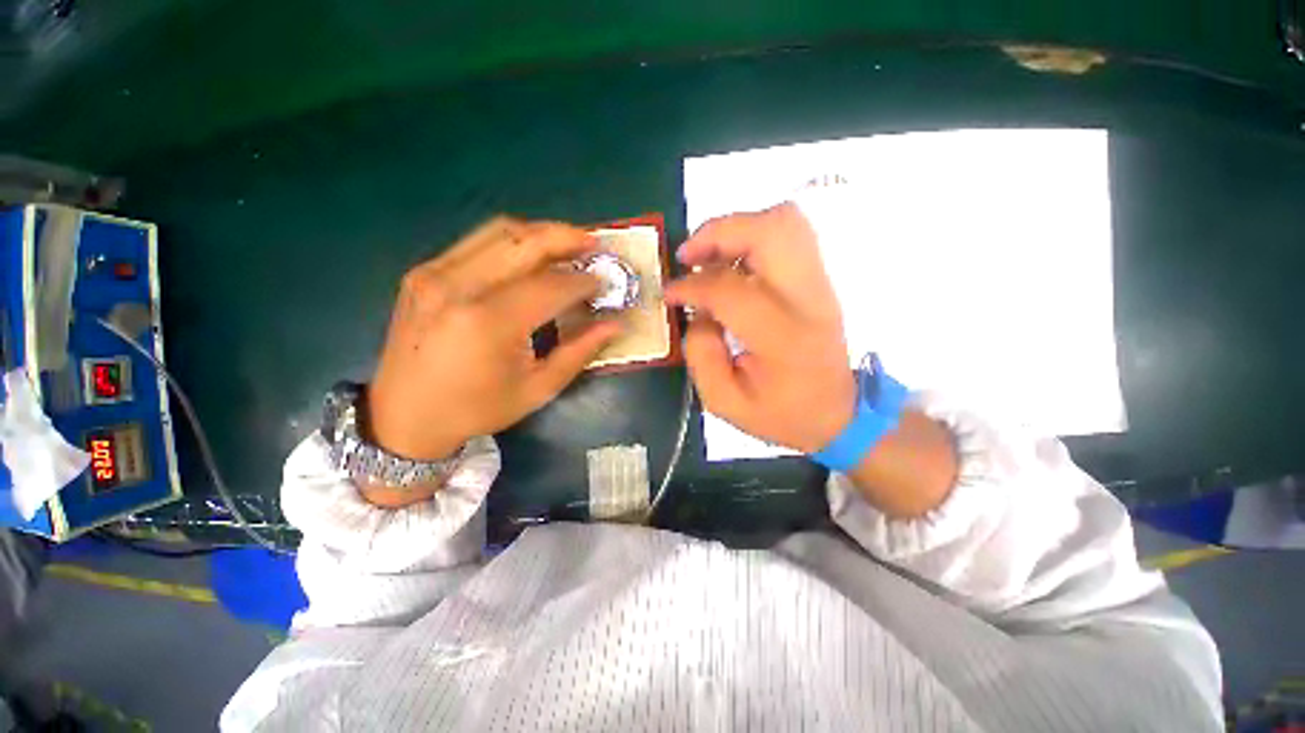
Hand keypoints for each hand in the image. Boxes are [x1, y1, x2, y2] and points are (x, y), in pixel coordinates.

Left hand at [367, 217, 620, 461]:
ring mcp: (434, 274)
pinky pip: (476, 242)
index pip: (550, 286)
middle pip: (524, 243)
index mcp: (488, 323)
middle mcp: (458, 287)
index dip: (583, 281)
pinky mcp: (423, 272)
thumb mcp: (537, 389)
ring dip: (540, 233)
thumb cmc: (476, 409)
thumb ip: (579, 352)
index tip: (605, 282)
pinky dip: (511, 242)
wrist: (403, 416)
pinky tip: (529, 256)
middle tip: (595, 243)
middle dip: (566, 238)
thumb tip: (615, 325)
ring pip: (499, 232)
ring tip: (568, 243)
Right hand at [668, 202, 956, 518]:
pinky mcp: (819, 279)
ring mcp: (819, 284)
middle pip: (771, 231)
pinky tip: (731, 263)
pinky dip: (752, 236)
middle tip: (688, 257)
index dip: (692, 286)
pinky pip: (788, 234)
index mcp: (784, 339)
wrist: (838, 412)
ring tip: (708, 256)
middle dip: (719, 233)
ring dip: (737, 229)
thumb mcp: (725, 403)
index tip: (670, 294)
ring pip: (785, 222)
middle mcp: (808, 300)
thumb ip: (701, 354)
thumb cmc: (782, 413)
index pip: (731, 290)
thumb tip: (697, 312)